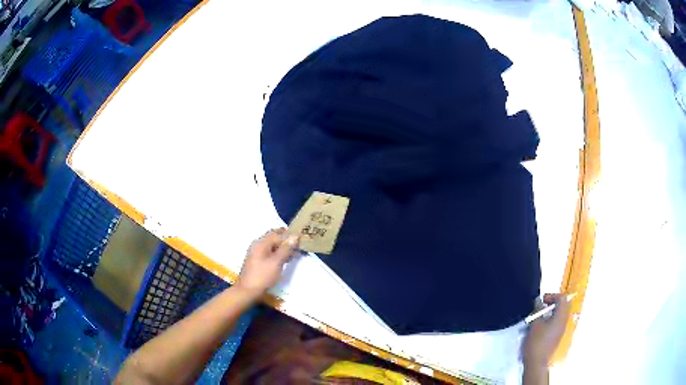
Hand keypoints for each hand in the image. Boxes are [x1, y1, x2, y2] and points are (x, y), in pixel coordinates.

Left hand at [235, 229, 298, 299]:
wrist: (248, 291)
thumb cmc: (263, 276)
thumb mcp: (276, 262)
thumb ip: (286, 249)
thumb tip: (295, 236)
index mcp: (261, 243)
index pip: (276, 233)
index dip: (289, 234)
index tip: (301, 238)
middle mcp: (258, 245)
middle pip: (273, 238)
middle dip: (286, 241)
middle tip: (299, 245)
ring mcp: (257, 254)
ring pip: (272, 247)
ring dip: (283, 248)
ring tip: (295, 253)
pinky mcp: (258, 261)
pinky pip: (270, 253)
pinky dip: (278, 255)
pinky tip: (286, 260)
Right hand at [522, 293, 571, 367]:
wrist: (536, 362)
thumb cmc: (536, 342)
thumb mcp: (534, 324)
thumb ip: (537, 311)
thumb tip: (539, 302)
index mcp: (560, 316)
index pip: (562, 298)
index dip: (552, 296)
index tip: (542, 301)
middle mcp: (564, 321)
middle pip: (563, 305)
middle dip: (553, 303)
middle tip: (541, 307)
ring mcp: (561, 329)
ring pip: (560, 314)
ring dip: (550, 312)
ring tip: (538, 318)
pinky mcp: (557, 336)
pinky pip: (557, 322)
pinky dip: (550, 320)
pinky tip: (539, 328)